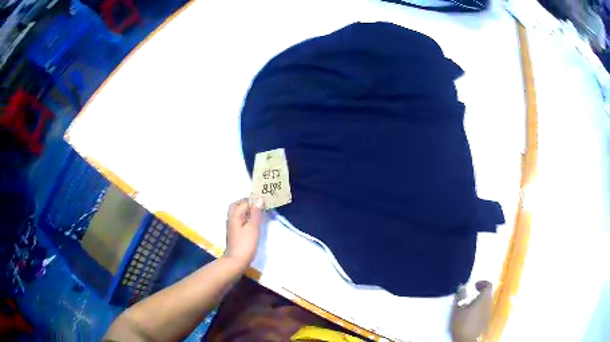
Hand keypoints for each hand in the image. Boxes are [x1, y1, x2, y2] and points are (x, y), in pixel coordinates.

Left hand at [223, 197, 264, 269]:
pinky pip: (239, 219)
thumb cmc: (245, 244)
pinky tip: (254, 222)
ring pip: (238, 212)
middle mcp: (231, 218)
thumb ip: (256, 213)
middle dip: (248, 203)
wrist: (236, 261)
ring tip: (259, 213)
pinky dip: (246, 217)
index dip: (254, 200)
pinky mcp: (235, 232)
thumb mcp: (253, 228)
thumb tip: (259, 200)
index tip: (265, 202)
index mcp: (235, 215)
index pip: (244, 202)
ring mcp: (232, 225)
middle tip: (260, 206)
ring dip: (247, 210)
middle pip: (238, 205)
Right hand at [450, 281, 492, 341]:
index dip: (482, 283)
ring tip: (469, 307)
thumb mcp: (458, 309)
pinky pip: (485, 310)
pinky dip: (480, 309)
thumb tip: (462, 286)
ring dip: (480, 301)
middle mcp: (489, 304)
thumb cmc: (462, 323)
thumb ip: (461, 296)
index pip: (488, 285)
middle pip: (488, 294)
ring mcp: (489, 313)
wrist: (466, 340)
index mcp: (484, 299)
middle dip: (480, 293)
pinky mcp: (486, 321)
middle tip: (470, 296)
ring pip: (487, 302)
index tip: (474, 286)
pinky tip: (471, 316)